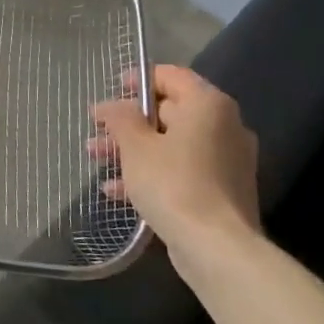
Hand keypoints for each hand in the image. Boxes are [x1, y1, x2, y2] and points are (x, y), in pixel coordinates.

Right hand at [90, 65, 261, 260]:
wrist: (216, 247)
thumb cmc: (173, 183)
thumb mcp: (135, 145)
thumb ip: (119, 118)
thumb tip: (111, 106)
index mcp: (208, 105)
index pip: (172, 76)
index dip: (139, 79)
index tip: (112, 90)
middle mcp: (224, 126)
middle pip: (170, 112)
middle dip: (128, 122)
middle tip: (97, 132)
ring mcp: (226, 160)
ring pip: (172, 144)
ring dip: (134, 150)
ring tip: (97, 160)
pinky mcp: (222, 190)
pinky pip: (181, 170)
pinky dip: (152, 173)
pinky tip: (117, 190)